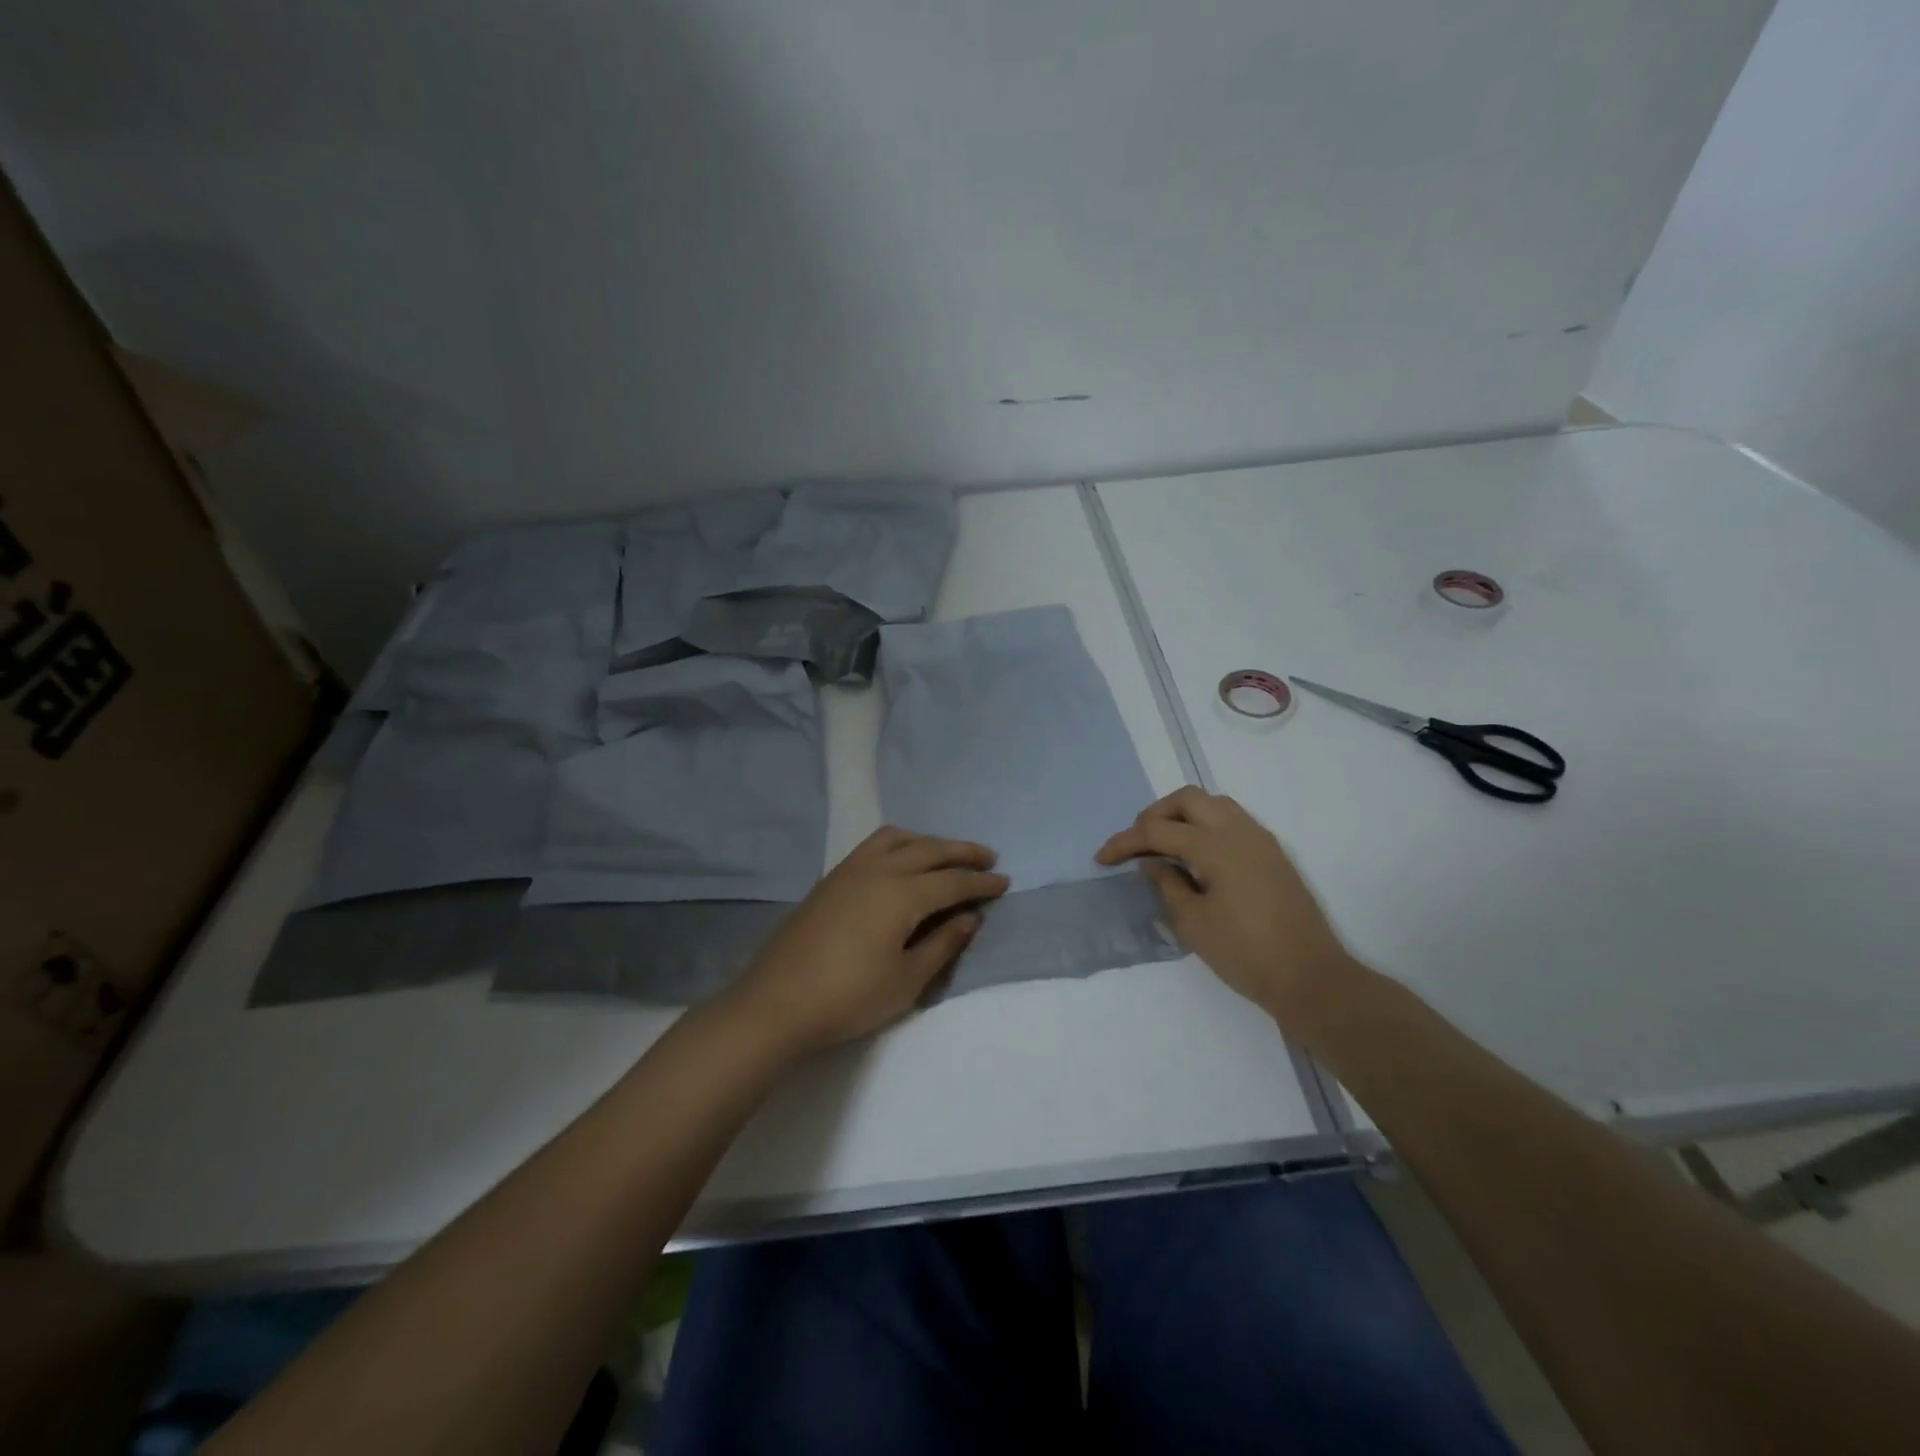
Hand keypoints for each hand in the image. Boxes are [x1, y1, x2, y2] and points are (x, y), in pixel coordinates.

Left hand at [725, 827, 1009, 1054]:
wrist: (777, 1002)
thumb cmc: (849, 998)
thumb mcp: (906, 981)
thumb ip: (942, 945)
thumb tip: (970, 918)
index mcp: (902, 894)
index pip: (953, 881)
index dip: (981, 883)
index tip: (1005, 882)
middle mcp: (879, 870)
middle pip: (929, 850)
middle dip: (962, 851)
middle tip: (988, 857)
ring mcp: (850, 870)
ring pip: (898, 838)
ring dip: (928, 841)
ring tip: (945, 854)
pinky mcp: (831, 878)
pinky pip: (874, 845)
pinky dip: (900, 844)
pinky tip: (901, 862)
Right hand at [1097, 787, 1354, 1024]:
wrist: (1310, 978)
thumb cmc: (1245, 954)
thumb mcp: (1193, 924)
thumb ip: (1167, 885)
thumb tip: (1151, 863)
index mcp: (1216, 846)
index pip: (1158, 830)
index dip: (1125, 842)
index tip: (1102, 858)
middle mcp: (1239, 831)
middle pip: (1188, 799)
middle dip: (1155, 815)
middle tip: (1137, 843)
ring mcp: (1260, 840)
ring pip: (1213, 804)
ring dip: (1182, 815)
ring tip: (1163, 844)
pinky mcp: (1272, 854)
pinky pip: (1231, 820)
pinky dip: (1205, 825)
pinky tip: (1194, 856)